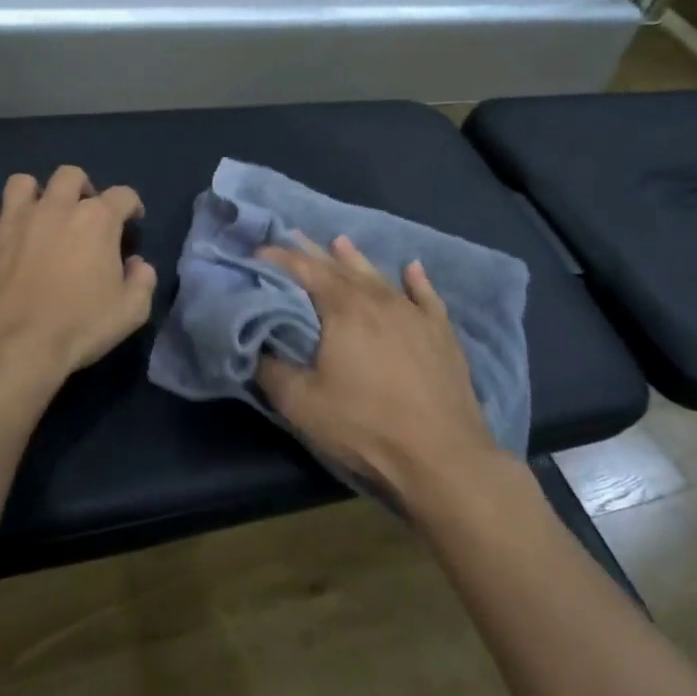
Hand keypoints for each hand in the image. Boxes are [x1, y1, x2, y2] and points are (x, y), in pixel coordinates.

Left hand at [0, 166, 155, 421]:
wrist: (12, 347)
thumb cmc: (79, 327)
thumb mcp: (131, 311)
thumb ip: (142, 280)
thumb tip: (136, 264)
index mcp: (96, 220)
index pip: (123, 195)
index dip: (131, 207)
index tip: (130, 223)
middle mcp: (54, 207)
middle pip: (70, 176)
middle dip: (80, 189)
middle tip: (80, 216)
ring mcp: (10, 219)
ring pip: (21, 183)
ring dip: (32, 196)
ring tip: (35, 218)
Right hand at [257, 236, 495, 503]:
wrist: (442, 457)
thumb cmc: (364, 426)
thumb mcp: (301, 403)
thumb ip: (271, 369)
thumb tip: (254, 346)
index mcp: (344, 308)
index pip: (305, 270)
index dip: (279, 259)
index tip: (257, 254)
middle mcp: (379, 300)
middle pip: (341, 267)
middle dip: (313, 252)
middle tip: (293, 237)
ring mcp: (415, 314)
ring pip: (380, 276)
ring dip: (356, 259)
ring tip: (340, 242)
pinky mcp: (441, 334)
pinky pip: (426, 297)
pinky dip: (416, 280)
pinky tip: (412, 268)